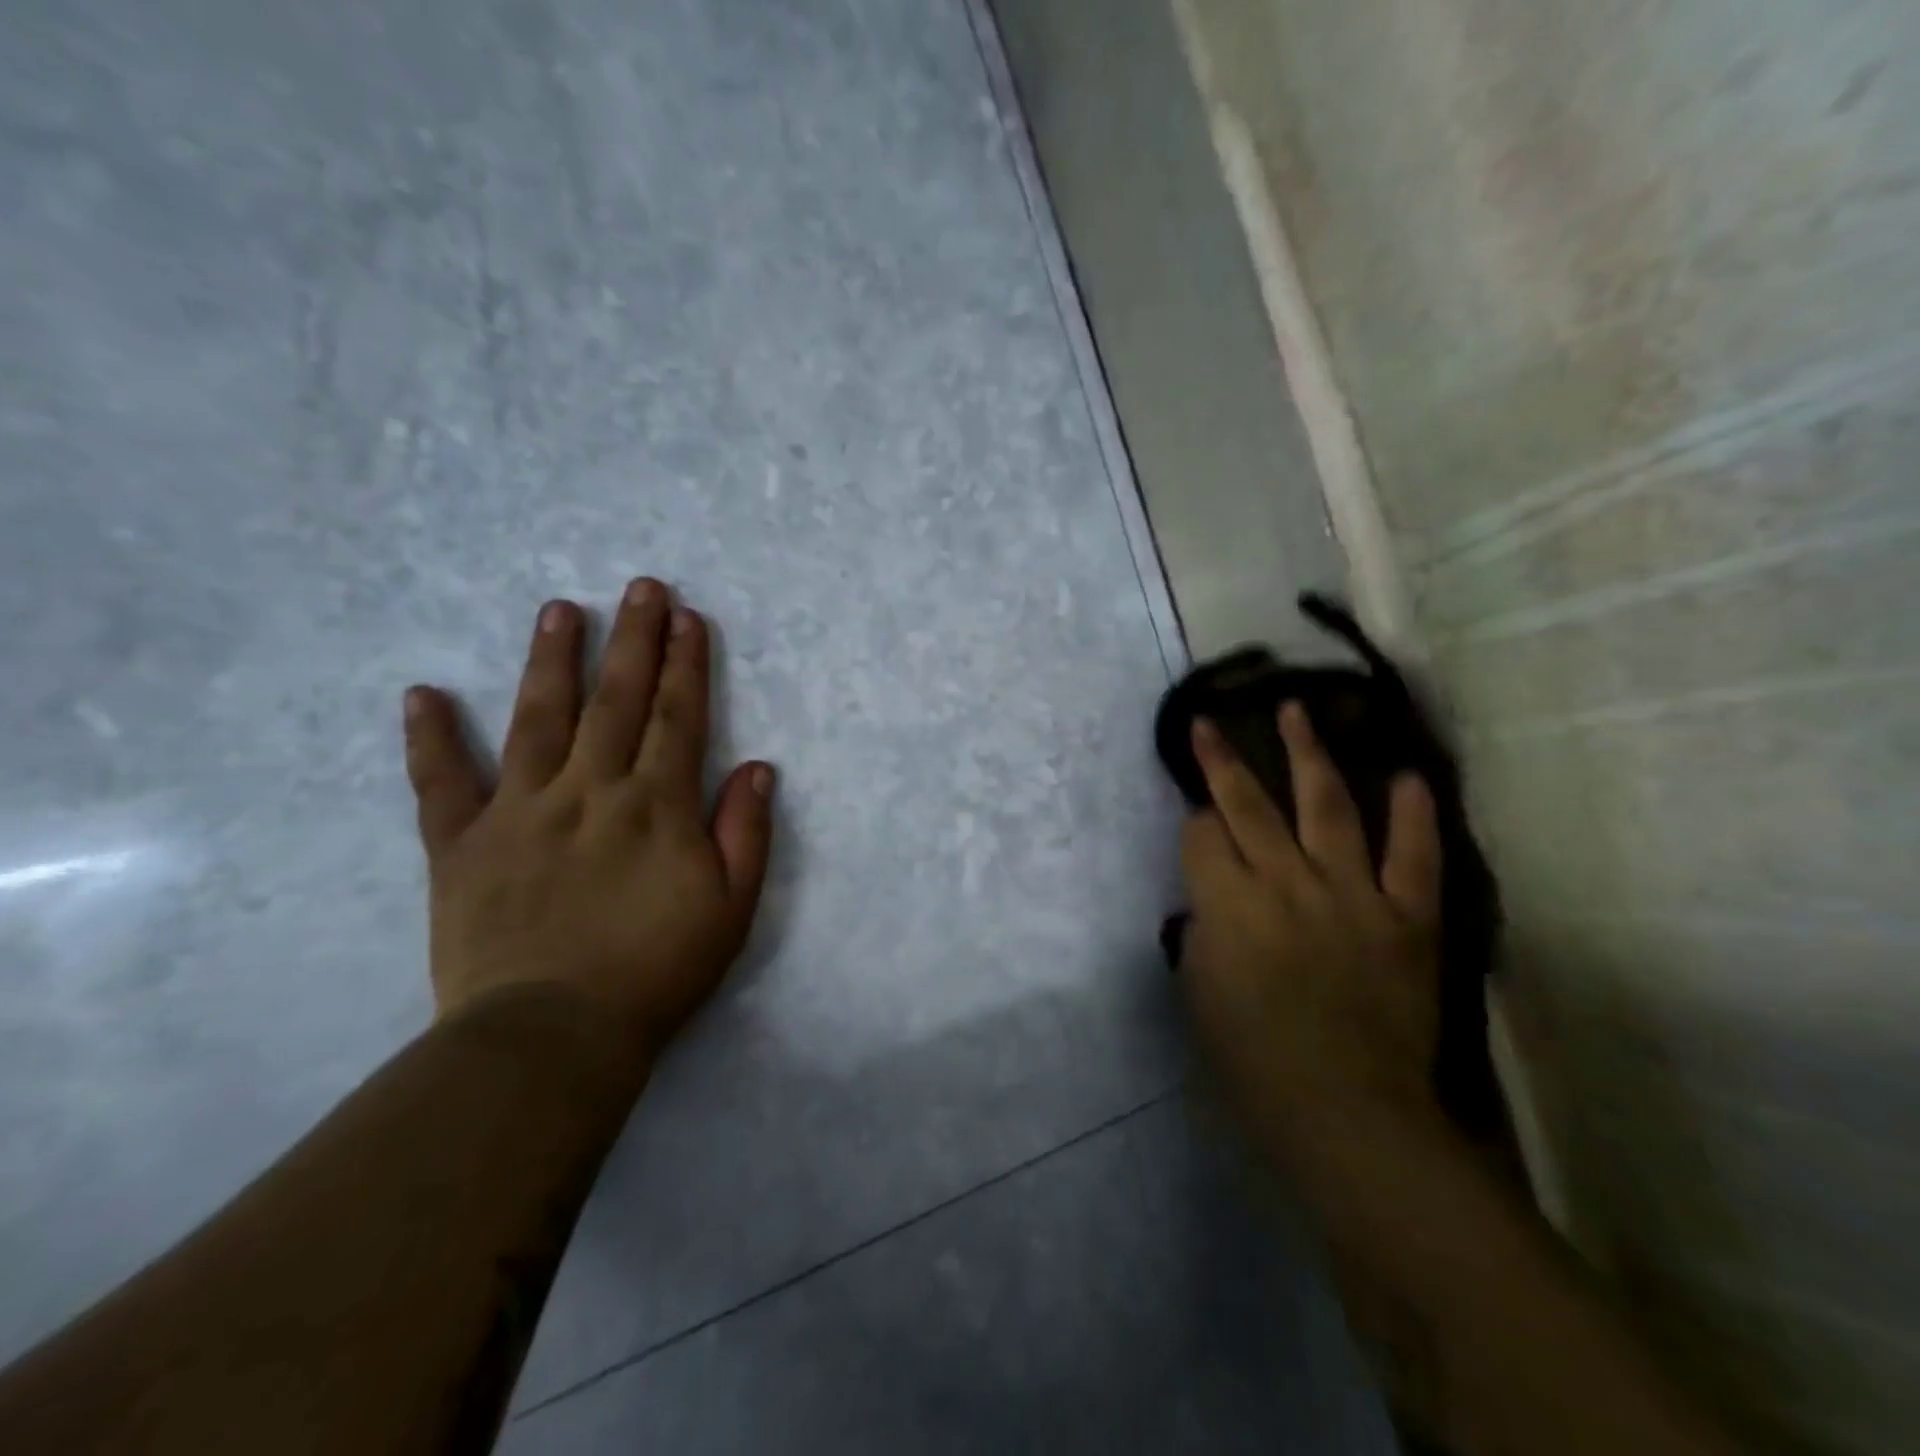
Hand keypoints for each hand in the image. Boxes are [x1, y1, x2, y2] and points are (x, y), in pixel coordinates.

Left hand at [402, 580, 774, 1061]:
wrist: (553, 1037)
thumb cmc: (657, 971)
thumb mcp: (731, 908)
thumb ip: (745, 833)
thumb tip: (757, 766)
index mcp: (656, 807)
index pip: (677, 718)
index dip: (686, 665)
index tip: (688, 618)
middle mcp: (590, 792)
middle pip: (616, 702)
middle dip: (634, 640)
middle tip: (640, 587)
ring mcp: (520, 812)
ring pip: (538, 721)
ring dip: (552, 661)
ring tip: (560, 610)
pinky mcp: (462, 845)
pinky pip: (443, 783)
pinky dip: (431, 738)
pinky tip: (423, 694)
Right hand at [1180, 703, 1444, 1169]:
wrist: (1348, 1111)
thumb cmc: (1252, 1058)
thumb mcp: (1197, 989)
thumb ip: (1201, 928)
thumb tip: (1212, 897)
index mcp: (1228, 903)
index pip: (1202, 835)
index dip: (1195, 822)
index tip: (1197, 820)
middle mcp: (1286, 882)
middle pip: (1248, 804)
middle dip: (1223, 759)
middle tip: (1211, 722)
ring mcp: (1351, 893)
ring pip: (1327, 806)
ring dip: (1309, 754)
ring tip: (1298, 711)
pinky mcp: (1407, 916)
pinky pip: (1413, 855)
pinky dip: (1412, 813)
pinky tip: (1405, 775)